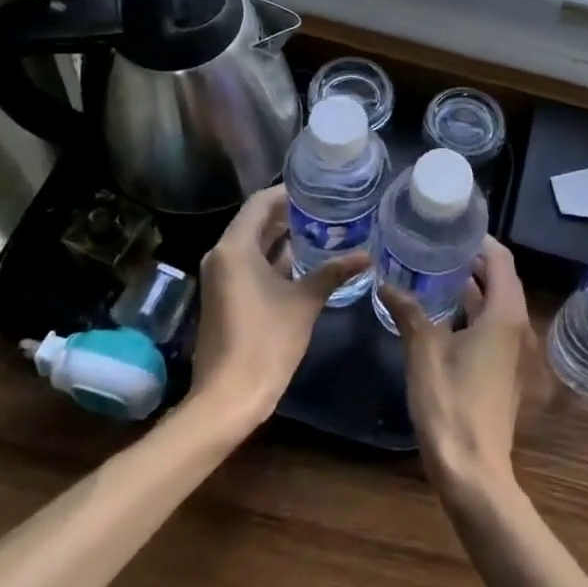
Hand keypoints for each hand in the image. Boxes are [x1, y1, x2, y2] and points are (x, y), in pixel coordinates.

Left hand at [190, 185, 367, 426]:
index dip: (288, 193)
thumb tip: (367, 255)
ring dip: (281, 237)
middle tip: (325, 208)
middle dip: (288, 214)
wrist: (228, 397)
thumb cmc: (266, 341)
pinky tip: (303, 261)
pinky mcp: (224, 296)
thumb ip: (333, 272)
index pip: (260, 203)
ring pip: (252, 244)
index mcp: (235, 248)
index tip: (317, 189)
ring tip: (320, 229)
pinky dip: (272, 258)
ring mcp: (220, 277)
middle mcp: (222, 255)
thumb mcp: (305, 302)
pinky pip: (248, 263)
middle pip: (255, 221)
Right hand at [377, 236, 529, 497]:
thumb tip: (386, 281)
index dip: (479, 239)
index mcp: (504, 313)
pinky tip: (439, 310)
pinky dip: (469, 309)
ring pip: (494, 303)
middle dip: (471, 259)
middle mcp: (515, 325)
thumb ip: (409, 311)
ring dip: (469, 285)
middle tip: (436, 243)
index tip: (452, 226)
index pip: (500, 258)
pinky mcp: (501, 369)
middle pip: (499, 278)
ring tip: (433, 268)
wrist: (473, 471)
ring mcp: (510, 350)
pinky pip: (489, 325)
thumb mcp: (424, 351)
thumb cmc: (451, 403)